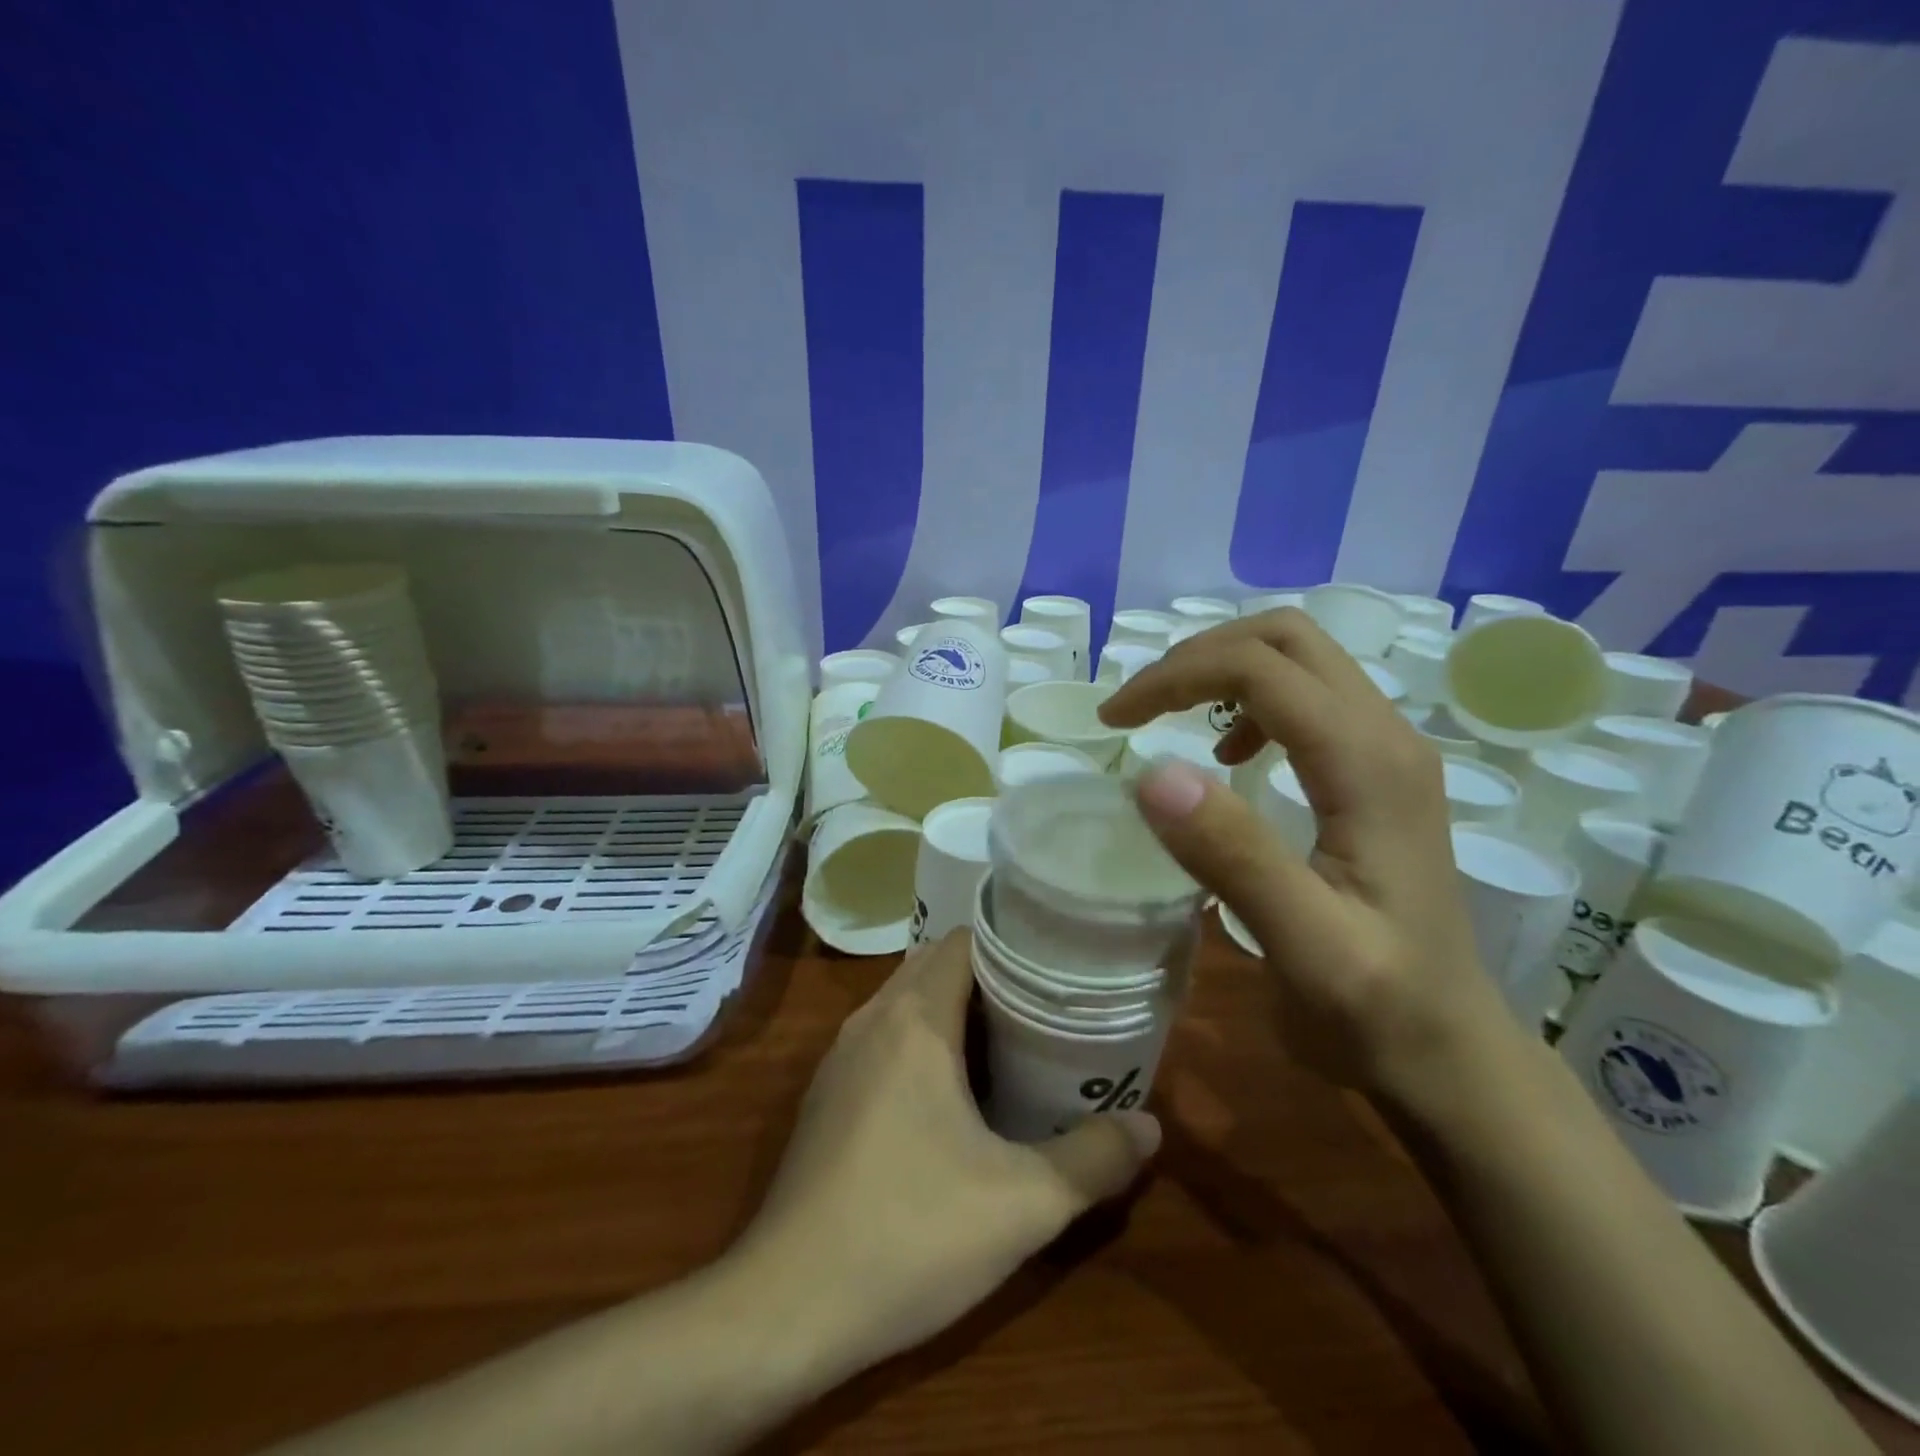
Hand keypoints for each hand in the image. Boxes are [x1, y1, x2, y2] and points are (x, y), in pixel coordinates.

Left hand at [732, 931, 1158, 1381]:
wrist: (788, 1306)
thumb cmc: (910, 1234)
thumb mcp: (1024, 1204)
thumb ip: (1095, 1159)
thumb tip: (1150, 1126)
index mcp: (915, 1019)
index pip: (965, 942)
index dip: (1013, 945)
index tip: (1057, 968)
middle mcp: (872, 1020)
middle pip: (936, 963)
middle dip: (990, 975)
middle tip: (1045, 1006)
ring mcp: (840, 1056)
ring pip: (905, 1000)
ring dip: (953, 1008)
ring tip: (1010, 1041)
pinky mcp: (827, 1095)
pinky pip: (883, 1037)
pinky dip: (921, 1039)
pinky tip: (952, 1094)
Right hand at [1098, 607, 1511, 1111]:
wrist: (1454, 1055)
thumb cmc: (1379, 1010)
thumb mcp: (1305, 946)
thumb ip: (1236, 857)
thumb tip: (1152, 773)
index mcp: (1369, 765)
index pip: (1261, 669)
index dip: (1176, 678)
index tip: (1115, 720)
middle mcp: (1387, 737)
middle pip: (1288, 638)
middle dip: (1199, 655)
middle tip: (1140, 705)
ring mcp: (1389, 752)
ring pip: (1300, 658)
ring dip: (1224, 669)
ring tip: (1169, 716)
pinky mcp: (1379, 773)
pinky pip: (1310, 696)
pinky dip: (1251, 700)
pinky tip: (1229, 752)